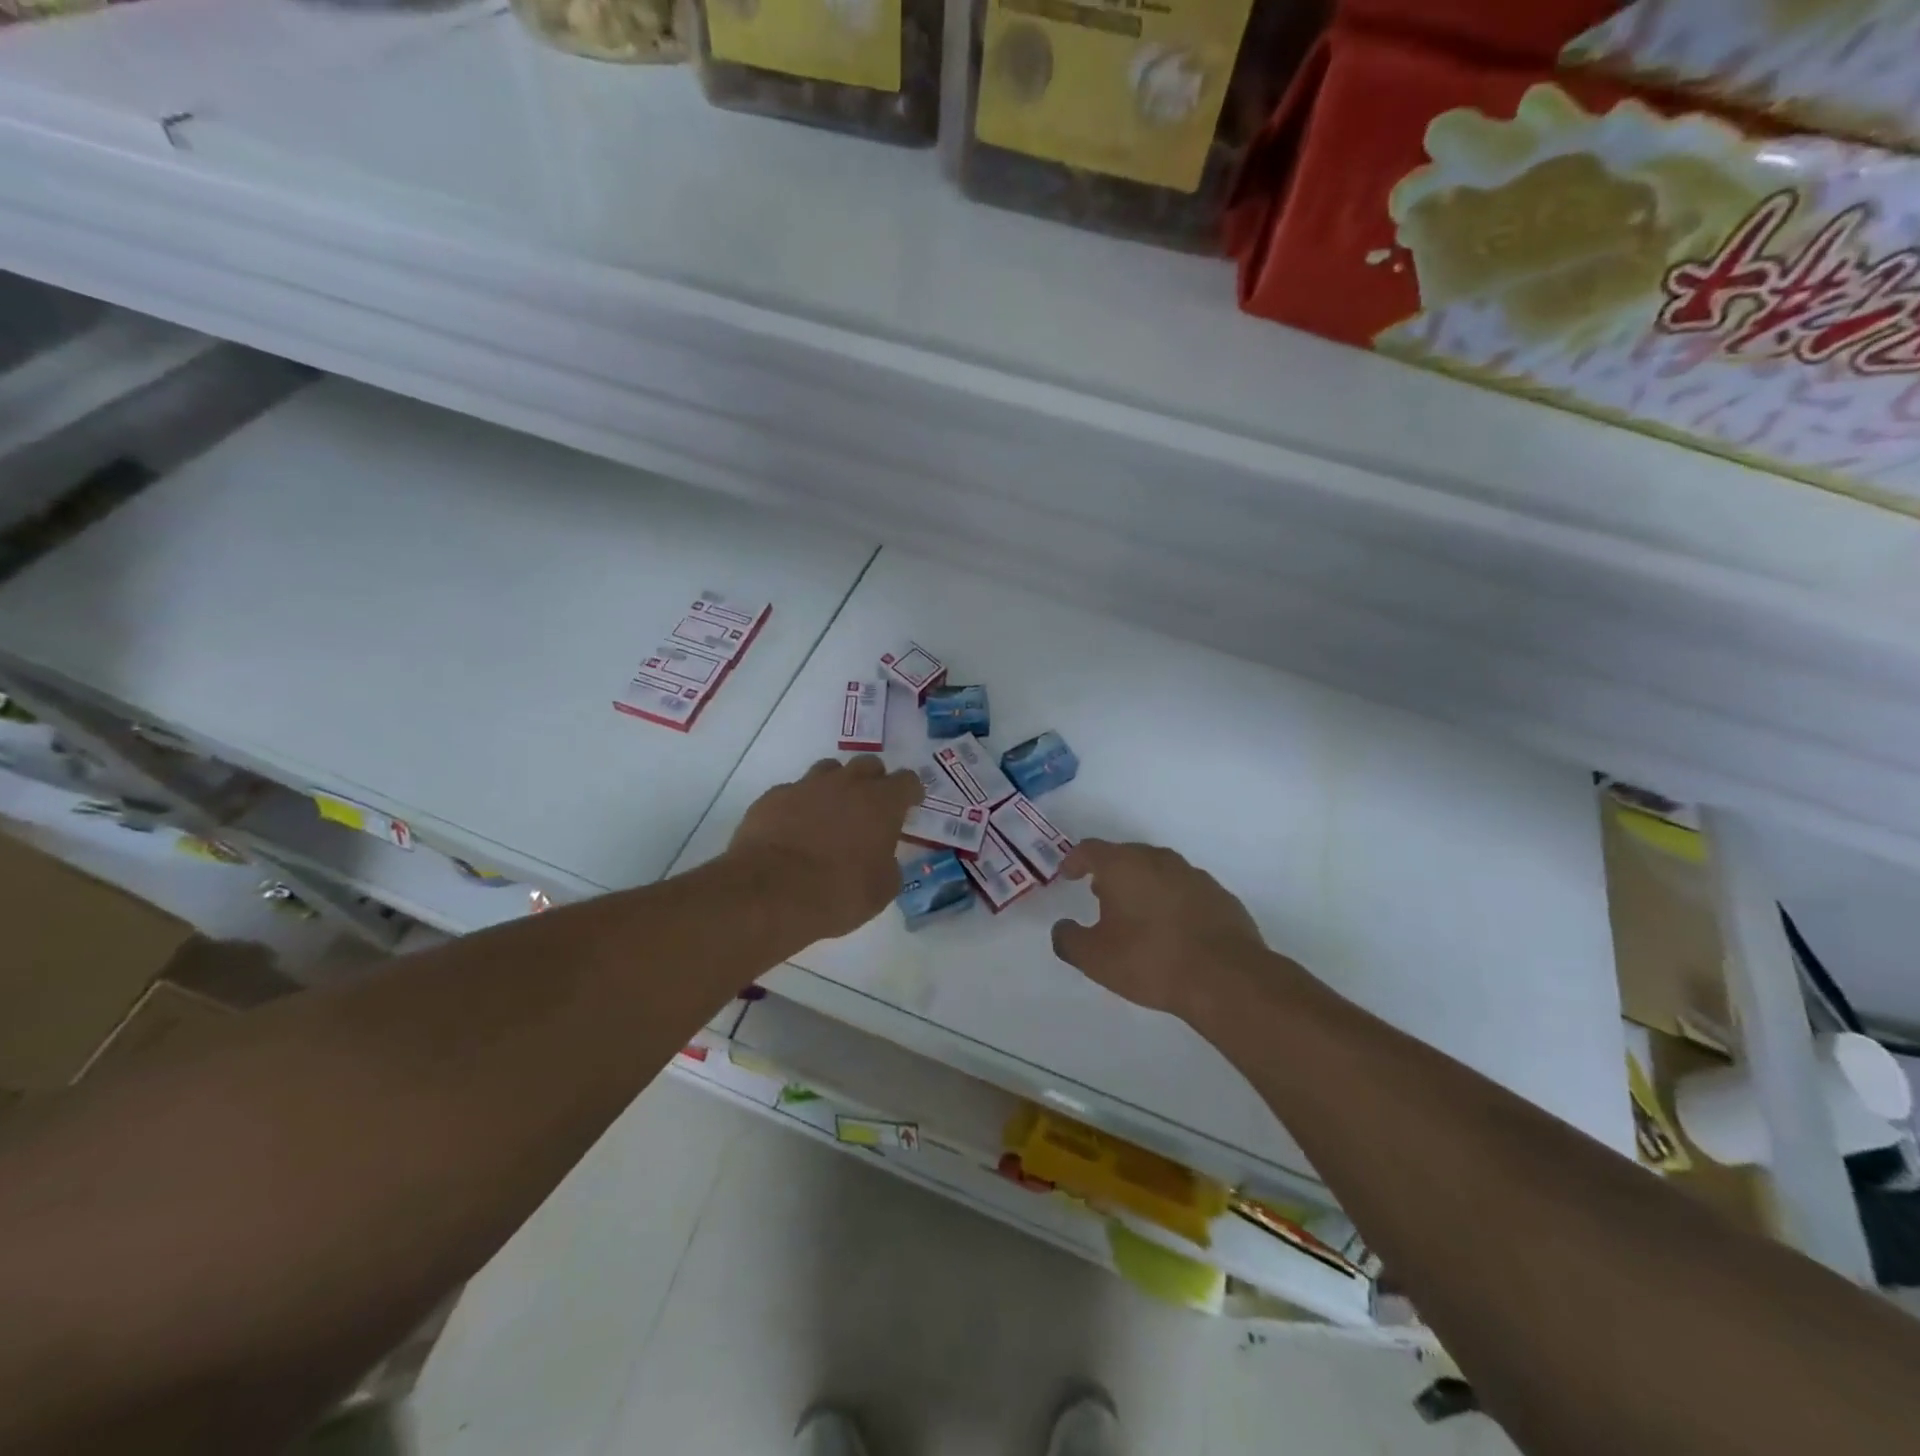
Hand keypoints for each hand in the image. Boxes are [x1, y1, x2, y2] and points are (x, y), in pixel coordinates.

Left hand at [729, 755, 922, 943]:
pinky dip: (800, 805)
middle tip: (870, 808)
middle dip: (874, 782)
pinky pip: (794, 792)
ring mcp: (807, 786)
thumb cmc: (838, 893)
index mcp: (882, 803)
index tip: (909, 806)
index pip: (907, 781)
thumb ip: (888, 865)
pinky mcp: (773, 797)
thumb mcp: (881, 890)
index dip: (910, 793)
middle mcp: (847, 784)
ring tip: (831, 814)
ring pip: (829, 770)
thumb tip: (882, 859)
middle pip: (869, 765)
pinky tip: (794, 829)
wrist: (770, 894)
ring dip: (836, 787)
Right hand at [1051, 839, 1269, 1019]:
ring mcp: (1193, 875)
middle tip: (1099, 894)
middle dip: (1110, 872)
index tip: (1067, 875)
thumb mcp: (1095, 959)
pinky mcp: (1219, 895)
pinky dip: (1171, 901)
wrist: (1227, 978)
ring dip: (1142, 885)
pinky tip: (1171, 928)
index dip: (1074, 861)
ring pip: (1158, 870)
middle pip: (1126, 855)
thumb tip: (1062, 929)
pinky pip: (1184, 890)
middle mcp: (1158, 860)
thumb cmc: (1150, 960)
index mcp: (1123, 866)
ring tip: (1135, 913)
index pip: (1090, 850)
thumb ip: (1069, 940)